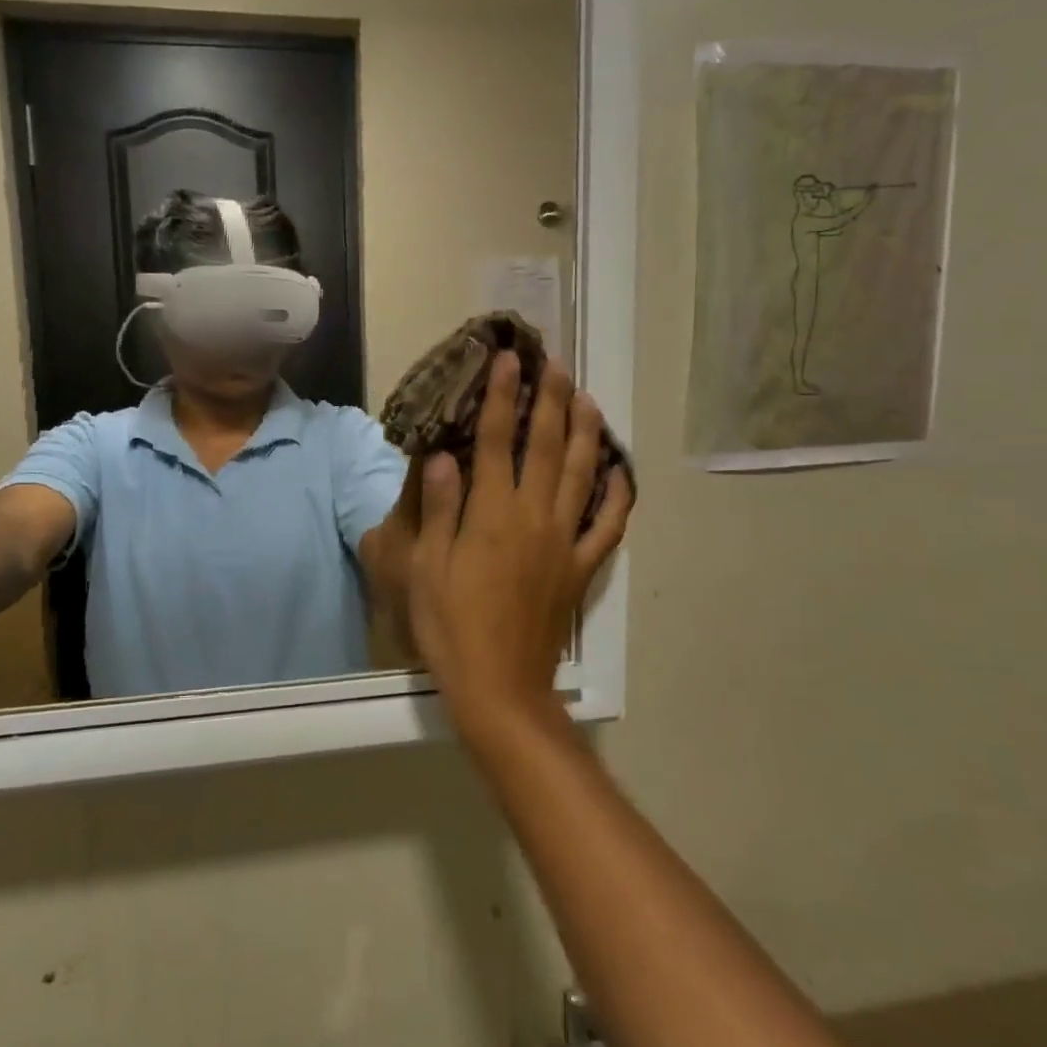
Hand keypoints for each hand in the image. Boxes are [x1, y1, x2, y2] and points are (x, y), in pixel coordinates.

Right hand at [407, 354, 631, 735]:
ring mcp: (564, 541)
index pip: (495, 440)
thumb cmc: (451, 626)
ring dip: (585, 433)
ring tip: (587, 399)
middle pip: (546, 446)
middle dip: (550, 400)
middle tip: (556, 364)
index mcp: (491, 513)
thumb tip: (443, 456)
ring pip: (582, 474)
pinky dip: (618, 495)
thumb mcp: (427, 568)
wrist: (499, 686)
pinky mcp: (581, 568)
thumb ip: (440, 508)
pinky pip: (608, 526)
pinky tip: (620, 471)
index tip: (508, 359)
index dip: (501, 396)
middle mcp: (533, 516)